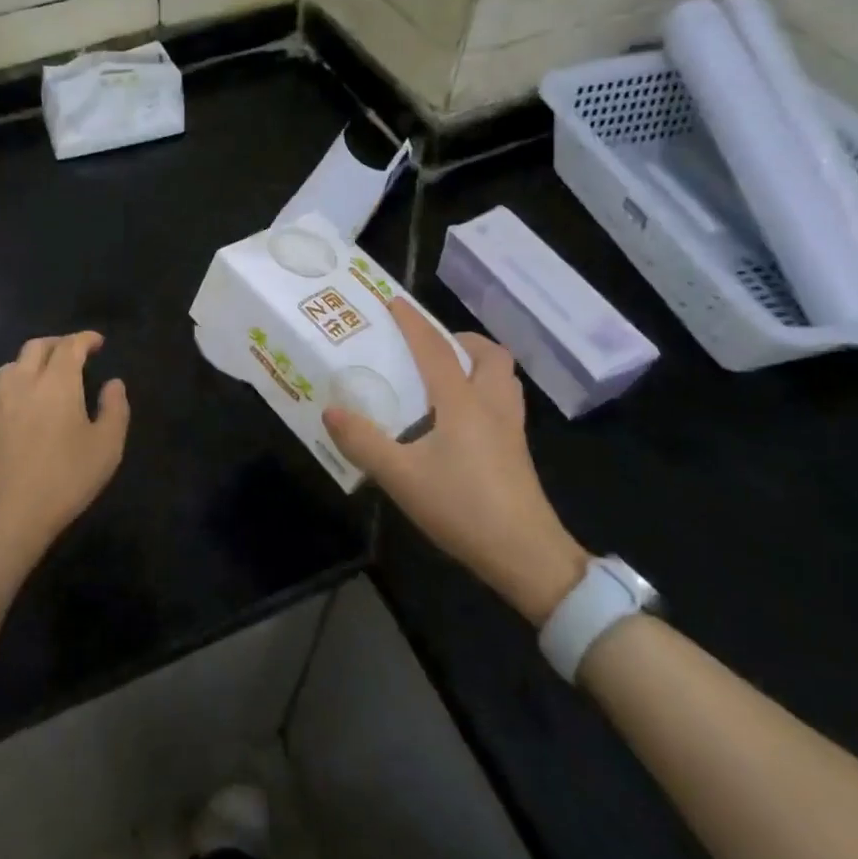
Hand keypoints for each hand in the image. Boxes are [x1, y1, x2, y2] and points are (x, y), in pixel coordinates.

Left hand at [0, 332, 129, 578]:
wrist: (6, 515)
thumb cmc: (64, 479)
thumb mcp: (107, 447)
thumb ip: (115, 409)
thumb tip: (114, 383)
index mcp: (57, 382)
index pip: (70, 346)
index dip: (85, 339)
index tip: (97, 342)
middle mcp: (23, 383)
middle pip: (36, 347)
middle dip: (57, 344)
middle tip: (72, 352)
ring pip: (10, 367)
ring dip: (29, 364)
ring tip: (42, 376)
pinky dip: (8, 394)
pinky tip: (13, 410)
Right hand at [322, 299, 587, 626]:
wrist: (527, 556)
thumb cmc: (463, 508)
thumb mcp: (401, 478)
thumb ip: (363, 443)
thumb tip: (330, 411)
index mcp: (462, 403)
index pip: (435, 350)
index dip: (413, 323)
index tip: (394, 302)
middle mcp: (491, 406)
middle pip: (489, 355)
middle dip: (460, 340)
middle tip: (430, 347)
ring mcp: (510, 429)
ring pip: (502, 377)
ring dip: (477, 363)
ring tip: (446, 375)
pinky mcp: (516, 451)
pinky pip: (504, 401)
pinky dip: (484, 390)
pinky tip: (460, 418)